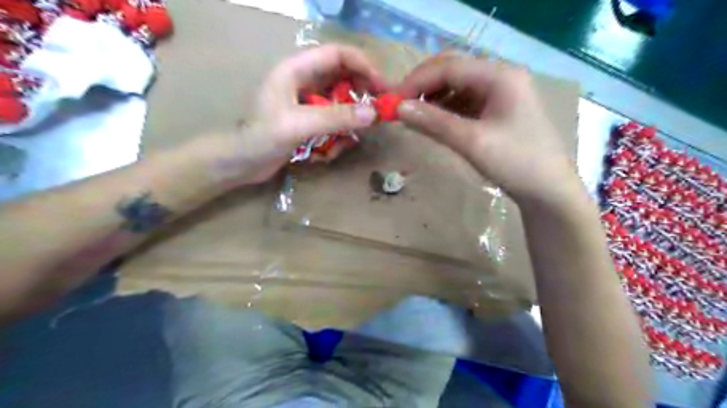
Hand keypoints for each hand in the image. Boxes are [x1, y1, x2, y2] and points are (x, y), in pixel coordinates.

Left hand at [206, 44, 385, 183]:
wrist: (241, 164)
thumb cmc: (261, 138)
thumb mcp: (299, 125)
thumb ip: (335, 118)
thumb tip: (373, 114)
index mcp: (296, 69)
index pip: (337, 54)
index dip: (363, 65)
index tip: (382, 87)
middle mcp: (304, 81)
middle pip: (343, 77)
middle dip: (361, 96)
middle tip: (377, 114)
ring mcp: (307, 101)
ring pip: (341, 102)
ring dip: (348, 122)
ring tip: (346, 143)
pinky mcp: (309, 120)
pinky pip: (333, 121)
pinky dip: (337, 136)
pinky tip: (328, 153)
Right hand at [395, 54, 585, 209]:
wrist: (549, 191)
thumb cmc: (516, 163)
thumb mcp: (472, 142)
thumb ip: (434, 122)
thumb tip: (399, 108)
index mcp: (500, 76)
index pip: (449, 67)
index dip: (416, 81)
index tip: (392, 101)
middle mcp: (500, 77)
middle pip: (452, 71)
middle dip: (423, 87)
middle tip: (400, 106)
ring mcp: (499, 93)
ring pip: (456, 87)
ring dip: (432, 99)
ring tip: (412, 116)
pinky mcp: (496, 110)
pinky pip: (463, 103)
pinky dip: (444, 110)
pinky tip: (432, 122)